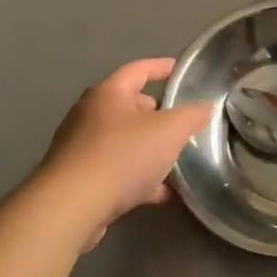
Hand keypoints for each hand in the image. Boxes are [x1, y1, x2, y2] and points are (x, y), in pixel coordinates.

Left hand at [38, 59, 214, 248]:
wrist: (70, 208)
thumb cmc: (121, 156)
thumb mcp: (169, 131)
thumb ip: (191, 116)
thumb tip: (205, 107)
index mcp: (108, 94)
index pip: (138, 69)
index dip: (161, 67)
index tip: (180, 70)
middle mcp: (89, 115)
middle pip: (128, 106)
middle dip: (154, 113)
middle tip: (179, 122)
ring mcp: (79, 149)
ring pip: (122, 141)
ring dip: (147, 149)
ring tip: (173, 160)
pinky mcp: (77, 180)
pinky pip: (114, 171)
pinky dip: (137, 177)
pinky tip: (159, 194)